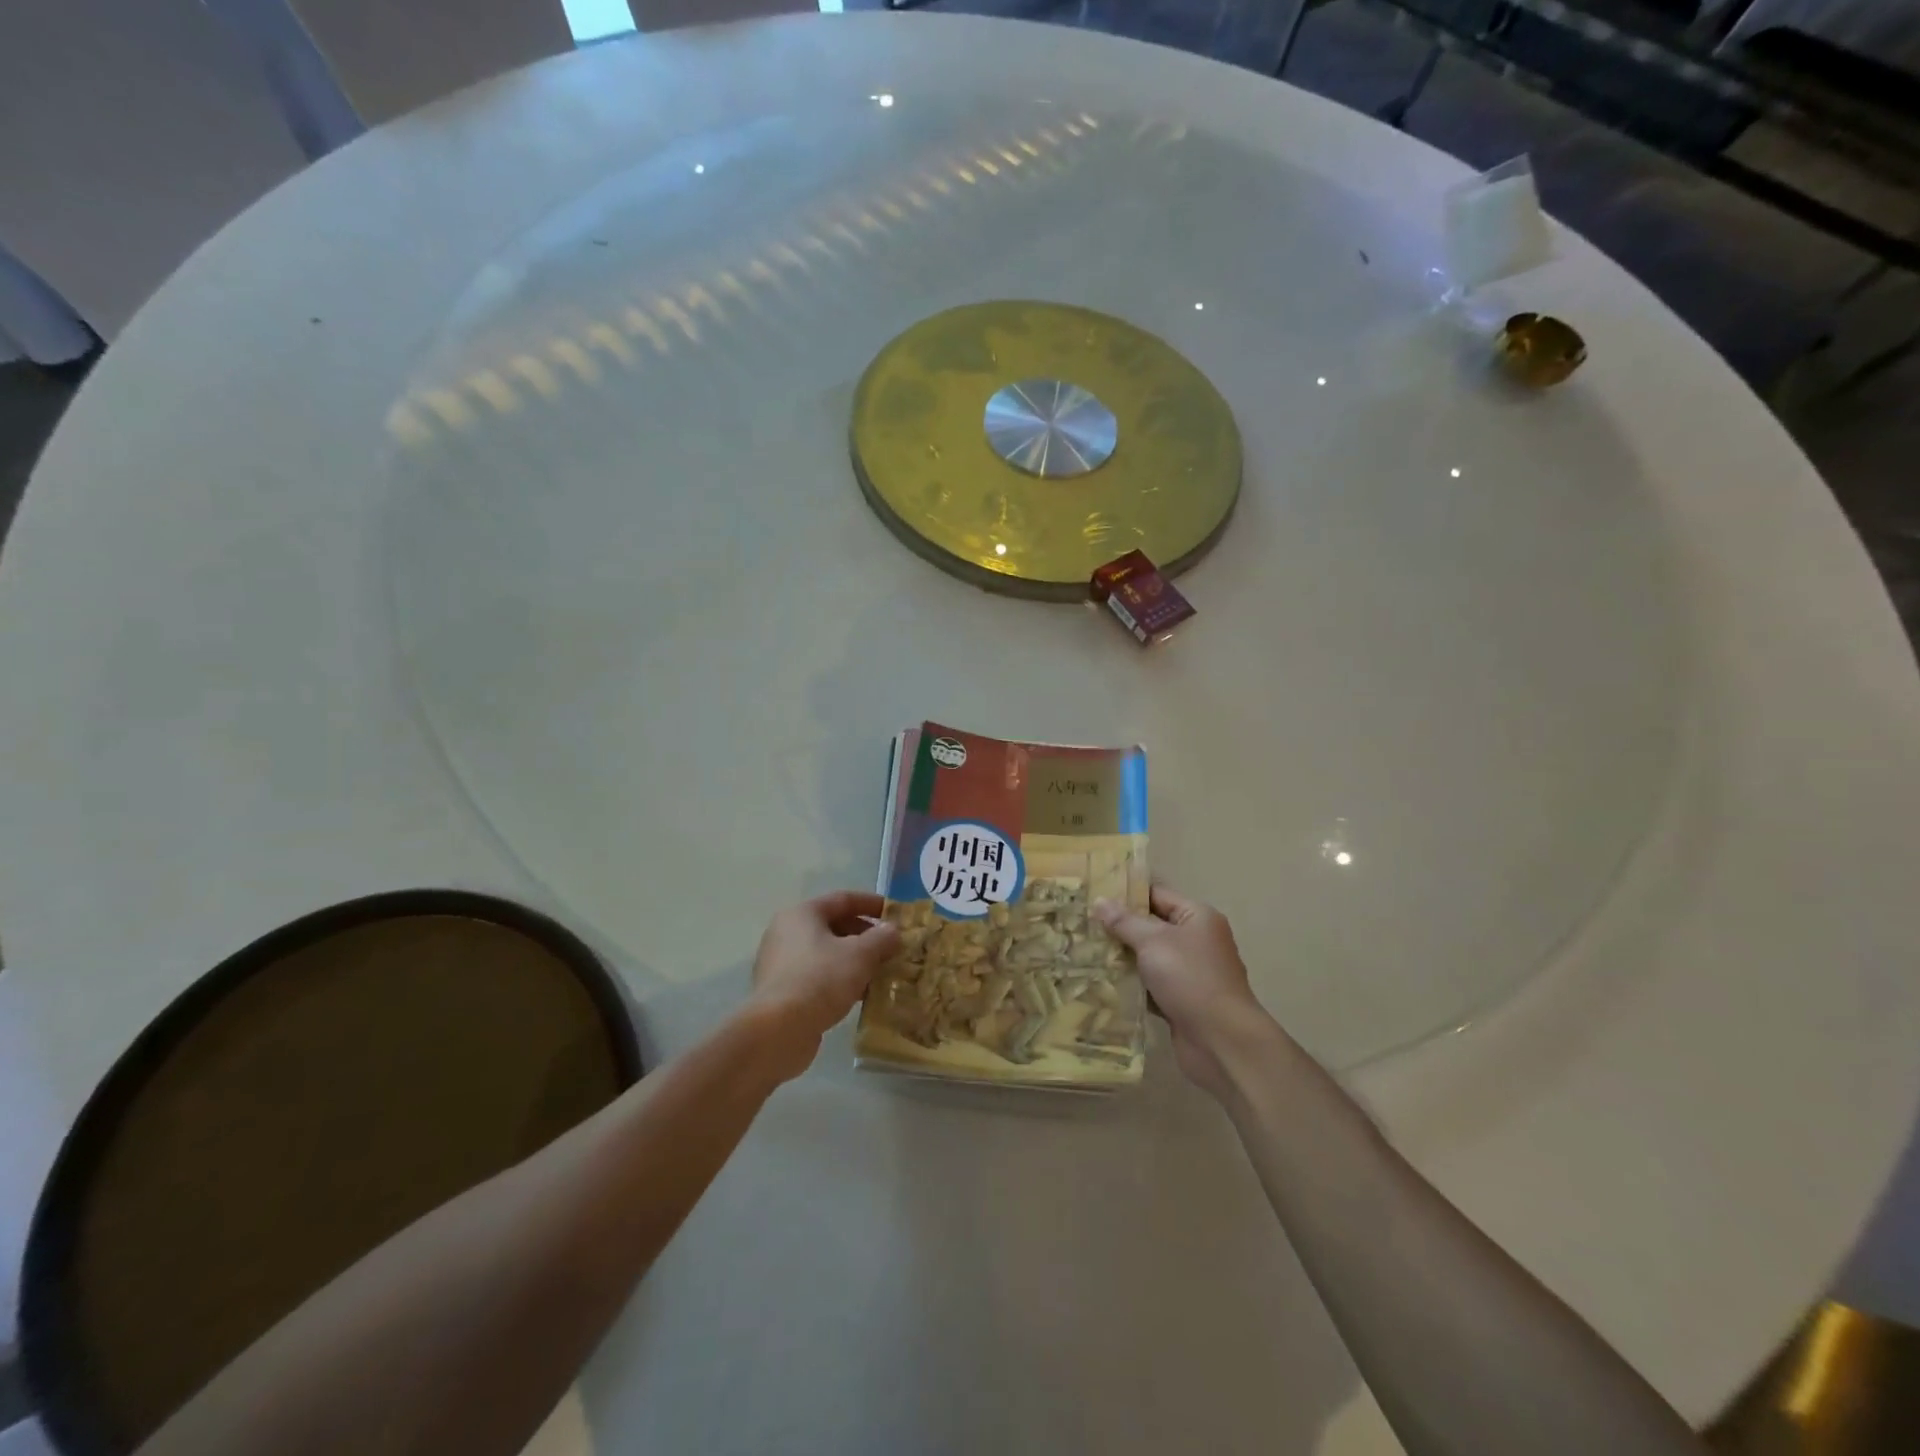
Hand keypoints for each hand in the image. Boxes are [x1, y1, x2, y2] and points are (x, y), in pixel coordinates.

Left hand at [748, 891, 899, 1081]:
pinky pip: (817, 976)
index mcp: (802, 914)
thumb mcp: (860, 955)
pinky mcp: (781, 991)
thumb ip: (881, 939)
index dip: (871, 903)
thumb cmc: (821, 979)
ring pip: (826, 953)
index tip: (894, 913)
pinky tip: (859, 994)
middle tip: (890, 948)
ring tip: (880, 972)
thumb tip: (892, 931)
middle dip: (864, 936)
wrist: (779, 1030)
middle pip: (833, 926)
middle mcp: (786, 932)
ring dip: (854, 960)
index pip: (842, 899)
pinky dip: (839, 979)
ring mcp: (780, 963)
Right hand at [1094, 885, 1277, 1098]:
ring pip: (1148, 958)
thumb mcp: (1153, 942)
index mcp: (1197, 917)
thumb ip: (1124, 921)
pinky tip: (1101, 982)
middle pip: (1151, 926)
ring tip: (1083, 950)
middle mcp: (1196, 941)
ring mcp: (1190, 973)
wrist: (1221, 1041)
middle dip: (1119, 927)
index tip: (1093, 893)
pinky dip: (1131, 984)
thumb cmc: (1190, 978)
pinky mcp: (1181, 1001)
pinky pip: (1150, 985)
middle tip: (1081, 923)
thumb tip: (1100, 901)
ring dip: (1122, 957)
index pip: (1157, 894)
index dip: (1126, 893)